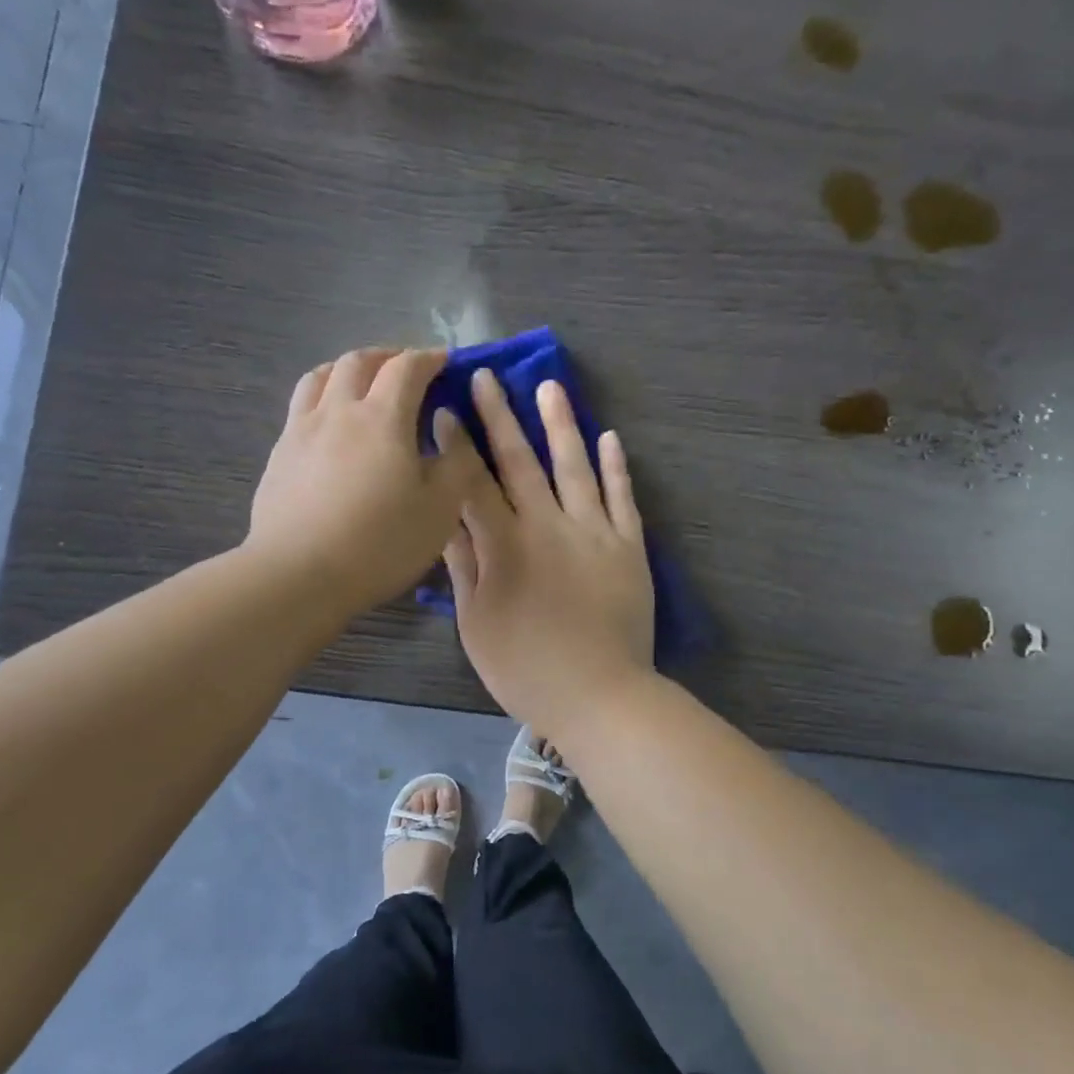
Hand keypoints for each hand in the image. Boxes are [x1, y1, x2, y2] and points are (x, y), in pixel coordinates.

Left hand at [248, 347, 482, 614]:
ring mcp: (301, 430)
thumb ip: (455, 465)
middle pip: (359, 362)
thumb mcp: (440, 511)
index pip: (407, 367)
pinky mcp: (279, 455)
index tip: (444, 361)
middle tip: (405, 368)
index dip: (429, 358)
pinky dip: (322, 399)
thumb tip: (451, 429)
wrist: (299, 574)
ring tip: (360, 383)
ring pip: (320, 377)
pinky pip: (301, 407)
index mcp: (383, 417)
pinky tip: (328, 426)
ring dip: (346, 370)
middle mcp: (338, 410)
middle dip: (387, 356)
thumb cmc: (380, 543)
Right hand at [444, 369, 655, 738]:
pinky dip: (615, 468)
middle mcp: (548, 526)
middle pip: (520, 462)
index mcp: (505, 546)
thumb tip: (446, 522)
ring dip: (560, 425)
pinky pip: (622, 499)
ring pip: (574, 467)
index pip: (473, 484)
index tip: (444, 411)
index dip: (457, 447)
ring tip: (550, 387)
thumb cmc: (525, 669)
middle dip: (500, 417)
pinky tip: (609, 438)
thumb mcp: (476, 625)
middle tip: (487, 377)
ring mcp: (594, 533)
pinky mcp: (629, 548)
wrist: (599, 696)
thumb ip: (464, 569)